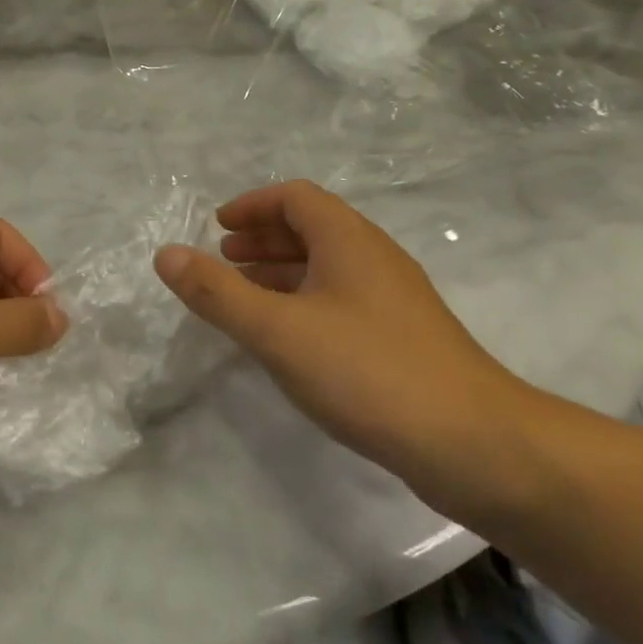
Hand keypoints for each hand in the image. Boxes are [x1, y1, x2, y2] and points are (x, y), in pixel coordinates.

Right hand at [153, 181, 533, 509]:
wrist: (477, 446)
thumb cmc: (367, 371)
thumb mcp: (277, 330)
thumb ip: (216, 292)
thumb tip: (165, 253)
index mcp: (348, 240)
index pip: (295, 197)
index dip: (252, 206)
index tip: (218, 229)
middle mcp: (374, 258)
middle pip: (312, 228)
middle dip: (263, 238)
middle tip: (223, 260)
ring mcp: (394, 300)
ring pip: (328, 267)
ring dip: (282, 271)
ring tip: (245, 297)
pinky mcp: (404, 339)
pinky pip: (342, 300)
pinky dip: (305, 302)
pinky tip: (289, 339)